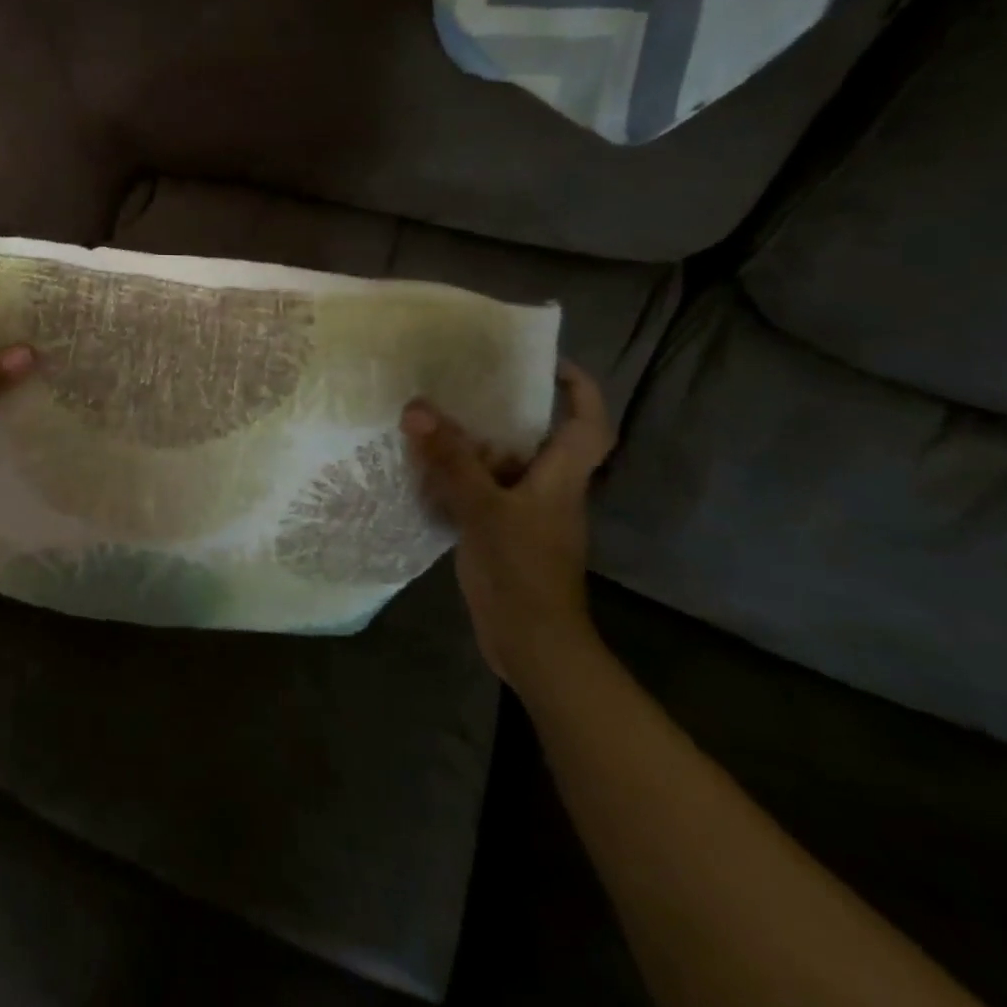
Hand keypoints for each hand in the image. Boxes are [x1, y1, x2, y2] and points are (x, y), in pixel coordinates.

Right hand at [402, 361, 615, 690]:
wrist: (532, 644)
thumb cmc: (523, 571)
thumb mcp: (485, 509)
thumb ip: (452, 460)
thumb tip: (417, 408)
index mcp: (562, 478)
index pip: (589, 424)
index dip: (579, 389)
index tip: (546, 361)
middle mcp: (549, 490)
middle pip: (538, 438)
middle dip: (507, 408)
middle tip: (465, 383)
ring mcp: (525, 514)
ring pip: (503, 465)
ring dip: (473, 443)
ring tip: (432, 416)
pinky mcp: (502, 534)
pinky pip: (480, 491)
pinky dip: (456, 476)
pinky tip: (422, 468)